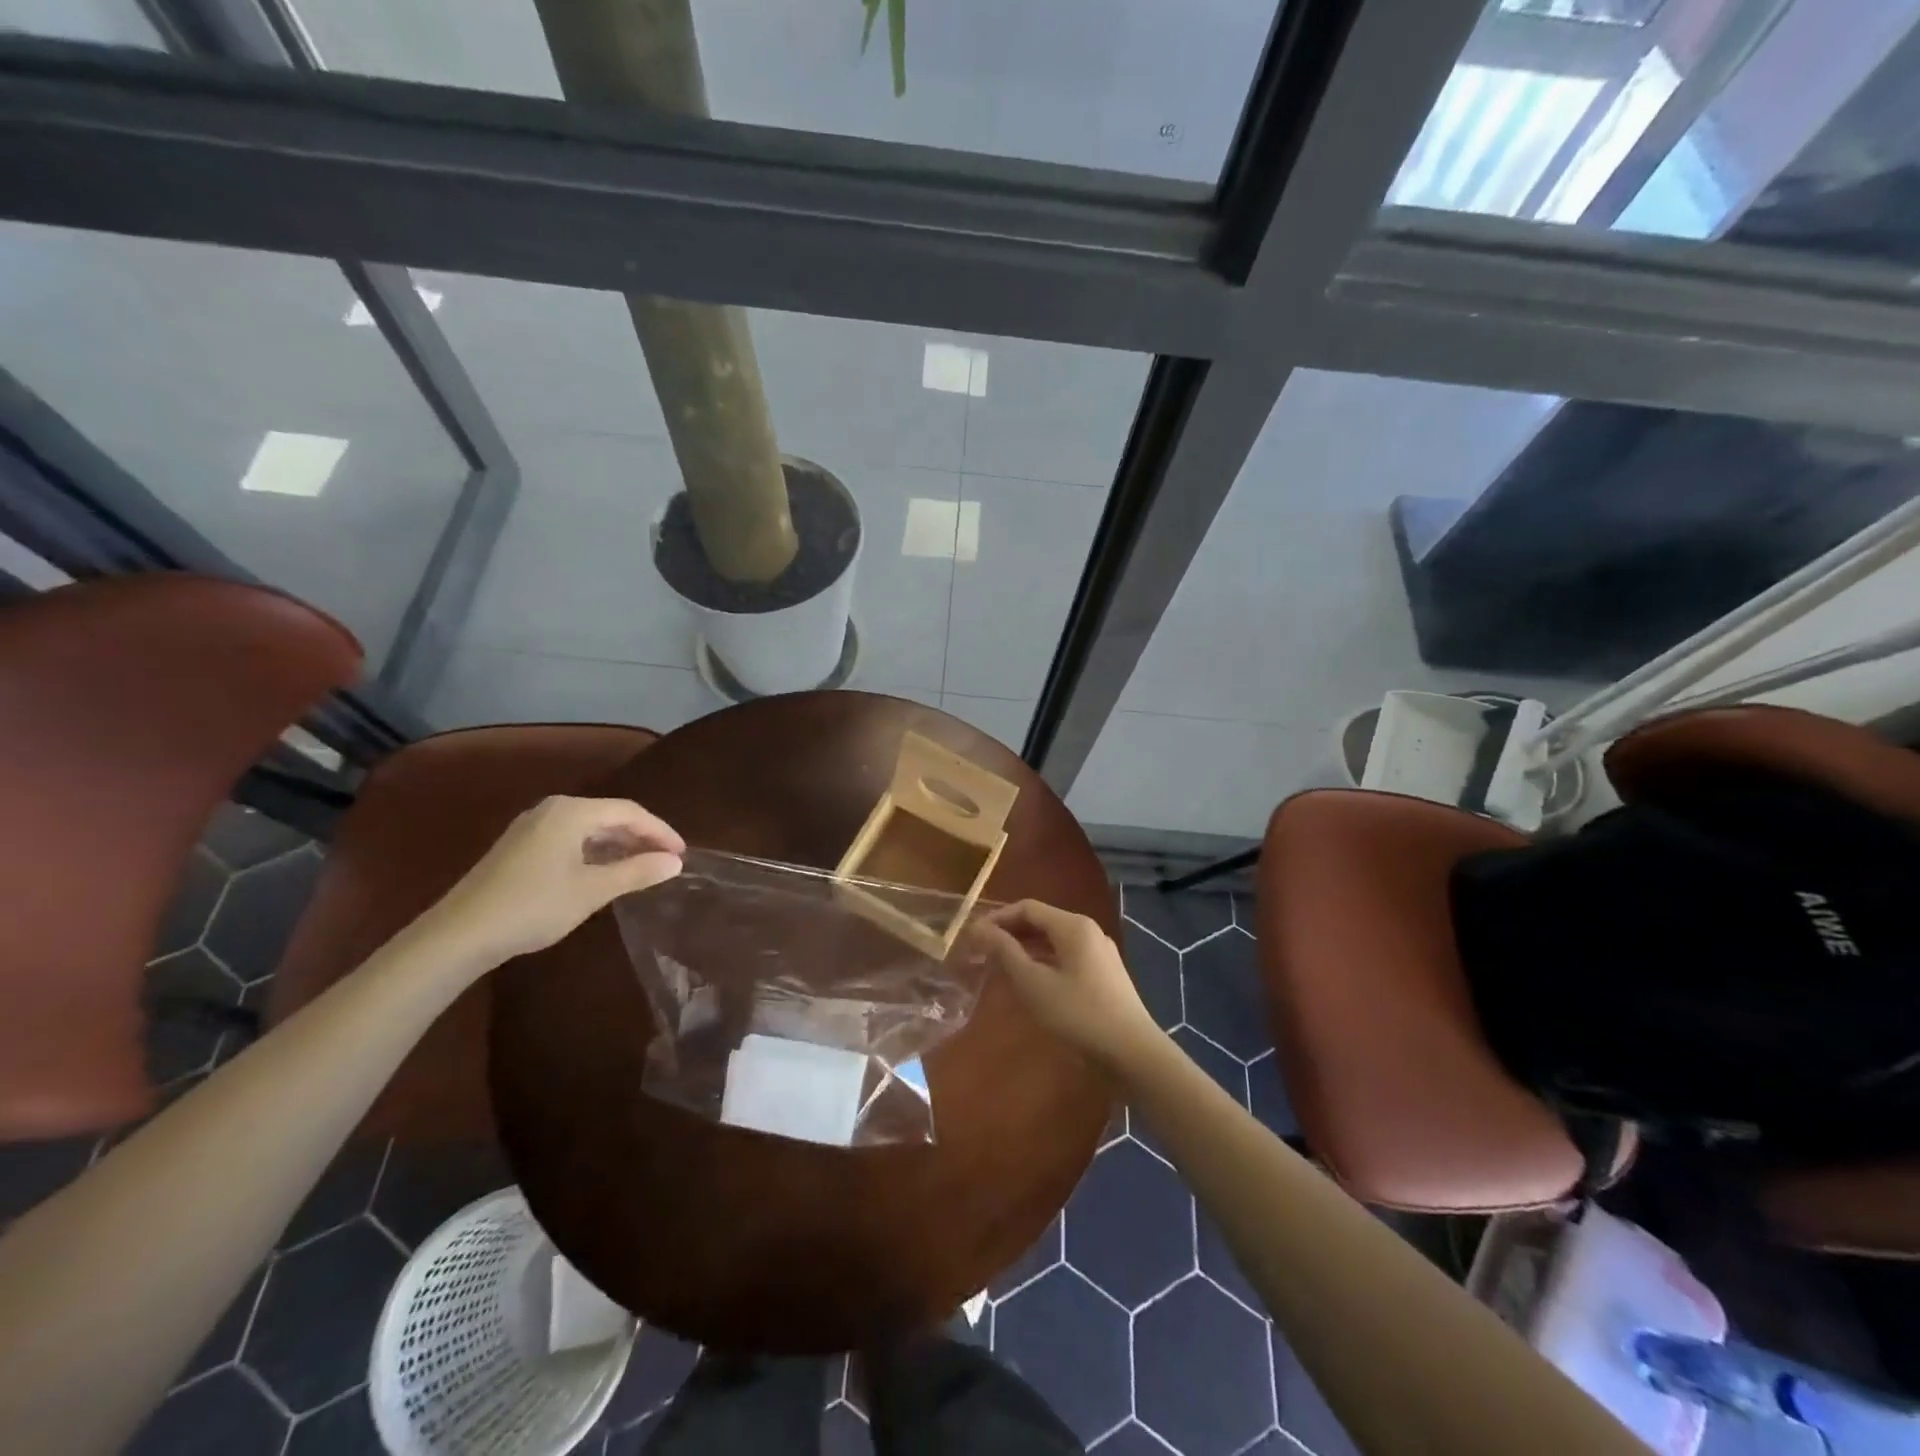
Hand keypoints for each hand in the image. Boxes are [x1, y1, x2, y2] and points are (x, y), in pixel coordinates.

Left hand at [422, 796, 684, 966]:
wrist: (459, 935)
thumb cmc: (533, 907)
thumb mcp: (592, 891)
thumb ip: (637, 872)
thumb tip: (675, 863)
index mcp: (572, 812)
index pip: (630, 812)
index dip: (660, 831)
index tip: (682, 854)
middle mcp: (552, 810)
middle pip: (610, 815)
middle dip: (641, 837)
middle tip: (666, 861)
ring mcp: (533, 827)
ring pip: (590, 828)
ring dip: (619, 845)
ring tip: (643, 868)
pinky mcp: (521, 847)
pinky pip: (571, 838)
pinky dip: (596, 851)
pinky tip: (605, 872)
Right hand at [974, 900, 1163, 1072]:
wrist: (1132, 1053)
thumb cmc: (1078, 1014)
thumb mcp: (1033, 983)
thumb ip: (1005, 952)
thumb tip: (979, 929)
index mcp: (1073, 925)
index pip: (1027, 908)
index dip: (997, 918)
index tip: (972, 936)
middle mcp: (1089, 931)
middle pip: (1042, 922)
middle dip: (1010, 934)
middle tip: (982, 952)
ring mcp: (1100, 953)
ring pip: (1054, 941)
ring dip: (1026, 949)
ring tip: (1000, 967)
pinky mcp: (1105, 974)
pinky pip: (1067, 957)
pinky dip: (1044, 962)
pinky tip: (1030, 983)